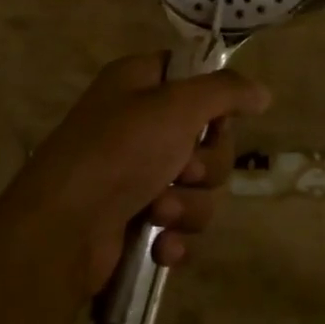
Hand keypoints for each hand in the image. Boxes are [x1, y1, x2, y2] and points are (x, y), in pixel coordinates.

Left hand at [0, 54, 269, 296]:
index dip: (213, 101)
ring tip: (158, 213)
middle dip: (204, 165)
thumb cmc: (119, 151)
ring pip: (198, 187)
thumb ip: (225, 92)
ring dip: (187, 205)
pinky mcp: (134, 219)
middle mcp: (137, 122)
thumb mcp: (177, 106)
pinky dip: (175, 237)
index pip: (193, 77)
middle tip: (183, 170)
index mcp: (138, 83)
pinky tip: (160, 247)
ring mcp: (134, 173)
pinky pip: (180, 224)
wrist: (62, 229)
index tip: (215, 121)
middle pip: (206, 138)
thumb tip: (262, 93)